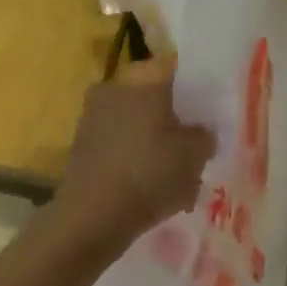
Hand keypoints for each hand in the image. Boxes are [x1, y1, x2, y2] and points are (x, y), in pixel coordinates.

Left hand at [53, 56, 215, 248]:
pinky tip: (151, 191)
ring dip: (153, 147)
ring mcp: (92, 119)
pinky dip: (134, 164)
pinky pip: (118, 149)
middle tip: (192, 151)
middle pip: (152, 102)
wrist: (93, 214)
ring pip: (135, 128)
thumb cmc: (150, 173)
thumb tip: (201, 132)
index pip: (173, 71)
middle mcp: (113, 90)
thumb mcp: (195, 155)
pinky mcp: (81, 149)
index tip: (205, 116)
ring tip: (176, 180)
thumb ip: (204, 136)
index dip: (193, 93)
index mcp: (142, 81)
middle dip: (171, 125)